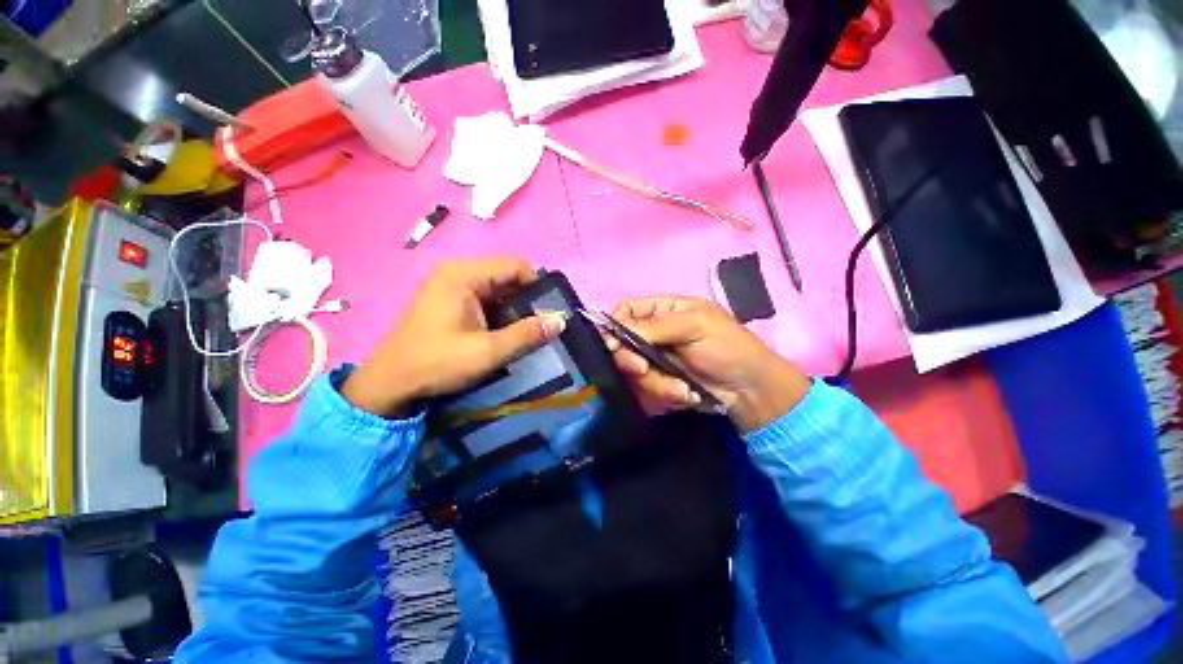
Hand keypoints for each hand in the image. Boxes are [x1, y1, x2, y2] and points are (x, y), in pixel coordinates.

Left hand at [342, 258, 565, 416]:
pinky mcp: (450, 301)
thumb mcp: (487, 352)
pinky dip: (500, 315)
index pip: (515, 266)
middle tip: (537, 328)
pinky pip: (486, 300)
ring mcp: (452, 286)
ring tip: (522, 334)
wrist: (390, 384)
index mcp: (463, 274)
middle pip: (507, 277)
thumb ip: (526, 335)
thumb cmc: (437, 363)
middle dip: (526, 301)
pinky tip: (502, 335)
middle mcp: (457, 273)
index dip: (536, 287)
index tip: (547, 314)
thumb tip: (560, 320)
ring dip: (514, 310)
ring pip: (498, 290)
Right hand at [607, 297, 810, 431]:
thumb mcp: (694, 327)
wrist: (751, 392)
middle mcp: (655, 333)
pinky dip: (664, 395)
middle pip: (622, 344)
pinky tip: (684, 395)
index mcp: (664, 310)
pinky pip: (646, 389)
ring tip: (681, 388)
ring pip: (633, 371)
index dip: (615, 325)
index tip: (613, 344)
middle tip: (642, 369)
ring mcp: (657, 360)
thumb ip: (654, 326)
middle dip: (631, 361)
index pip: (626, 310)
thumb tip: (612, 332)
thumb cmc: (728, 348)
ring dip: (655, 383)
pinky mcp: (660, 382)